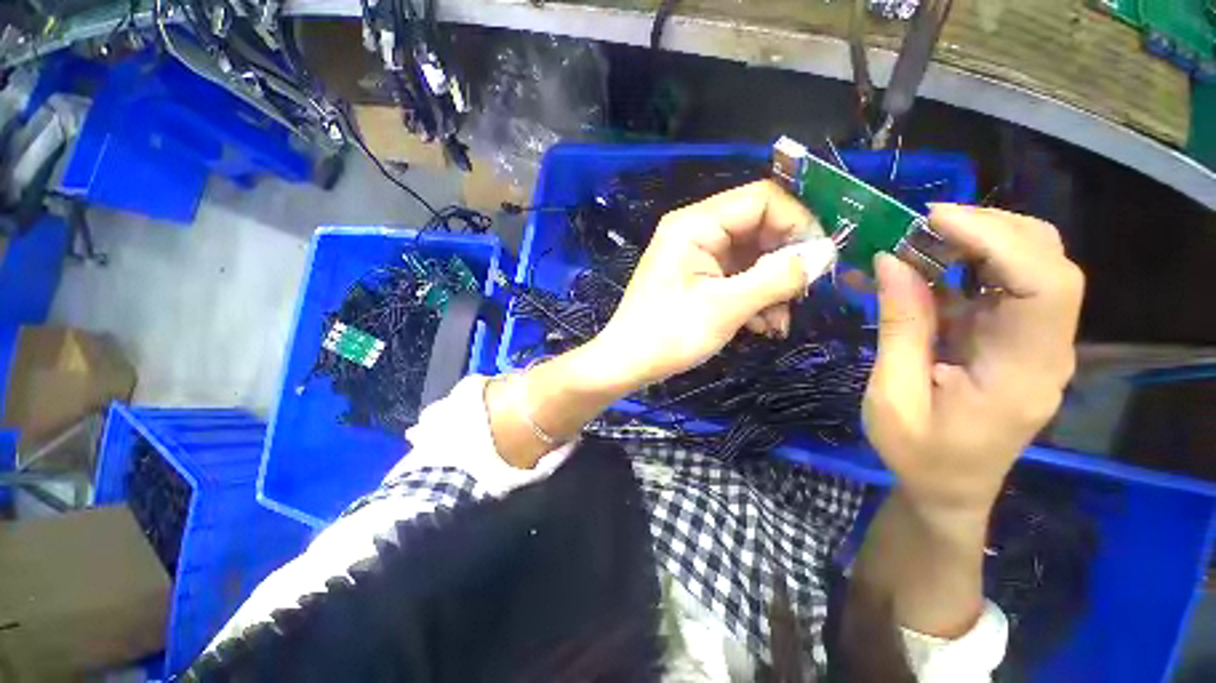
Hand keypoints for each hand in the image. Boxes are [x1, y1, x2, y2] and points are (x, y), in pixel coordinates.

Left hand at [589, 180, 829, 389]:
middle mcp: (696, 231)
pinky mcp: (697, 278)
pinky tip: (762, 326)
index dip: (797, 222)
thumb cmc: (669, 334)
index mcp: (695, 225)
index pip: (761, 199)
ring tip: (778, 322)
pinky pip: (737, 277)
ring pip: (751, 257)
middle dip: (784, 262)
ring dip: (772, 287)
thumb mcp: (726, 307)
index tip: (822, 257)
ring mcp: (696, 256)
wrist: (627, 364)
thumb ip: (778, 277)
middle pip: (758, 229)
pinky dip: (754, 297)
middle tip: (802, 295)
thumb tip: (827, 253)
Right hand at [863, 204, 1083, 514]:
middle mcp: (1046, 350)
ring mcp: (1036, 342)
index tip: (933, 220)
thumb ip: (899, 328)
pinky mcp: (1017, 338)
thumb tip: (893, 262)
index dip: (997, 240)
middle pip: (1049, 263)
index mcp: (1022, 373)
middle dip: (990, 229)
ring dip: (981, 240)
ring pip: (1034, 265)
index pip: (1044, 286)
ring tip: (922, 239)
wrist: (949, 487)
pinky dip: (970, 263)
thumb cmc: (918, 454)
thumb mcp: (892, 397)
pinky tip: (930, 266)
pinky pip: (1006, 284)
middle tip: (923, 225)